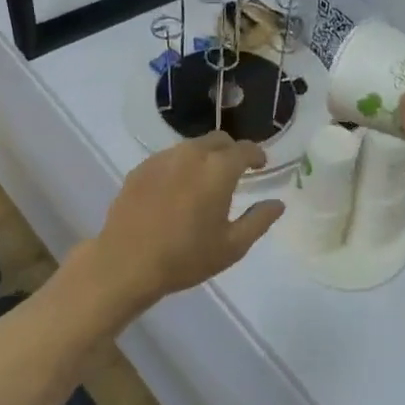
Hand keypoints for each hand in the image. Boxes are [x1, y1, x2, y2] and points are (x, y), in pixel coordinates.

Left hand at [90, 133, 284, 307]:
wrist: (126, 263)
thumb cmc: (185, 257)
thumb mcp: (232, 246)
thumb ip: (259, 220)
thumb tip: (277, 203)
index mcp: (218, 169)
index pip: (245, 149)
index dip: (257, 154)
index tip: (261, 165)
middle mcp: (190, 154)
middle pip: (218, 140)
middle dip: (231, 151)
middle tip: (236, 172)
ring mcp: (161, 159)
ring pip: (191, 147)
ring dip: (205, 157)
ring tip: (206, 182)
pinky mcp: (140, 169)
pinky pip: (168, 159)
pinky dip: (180, 166)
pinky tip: (177, 190)